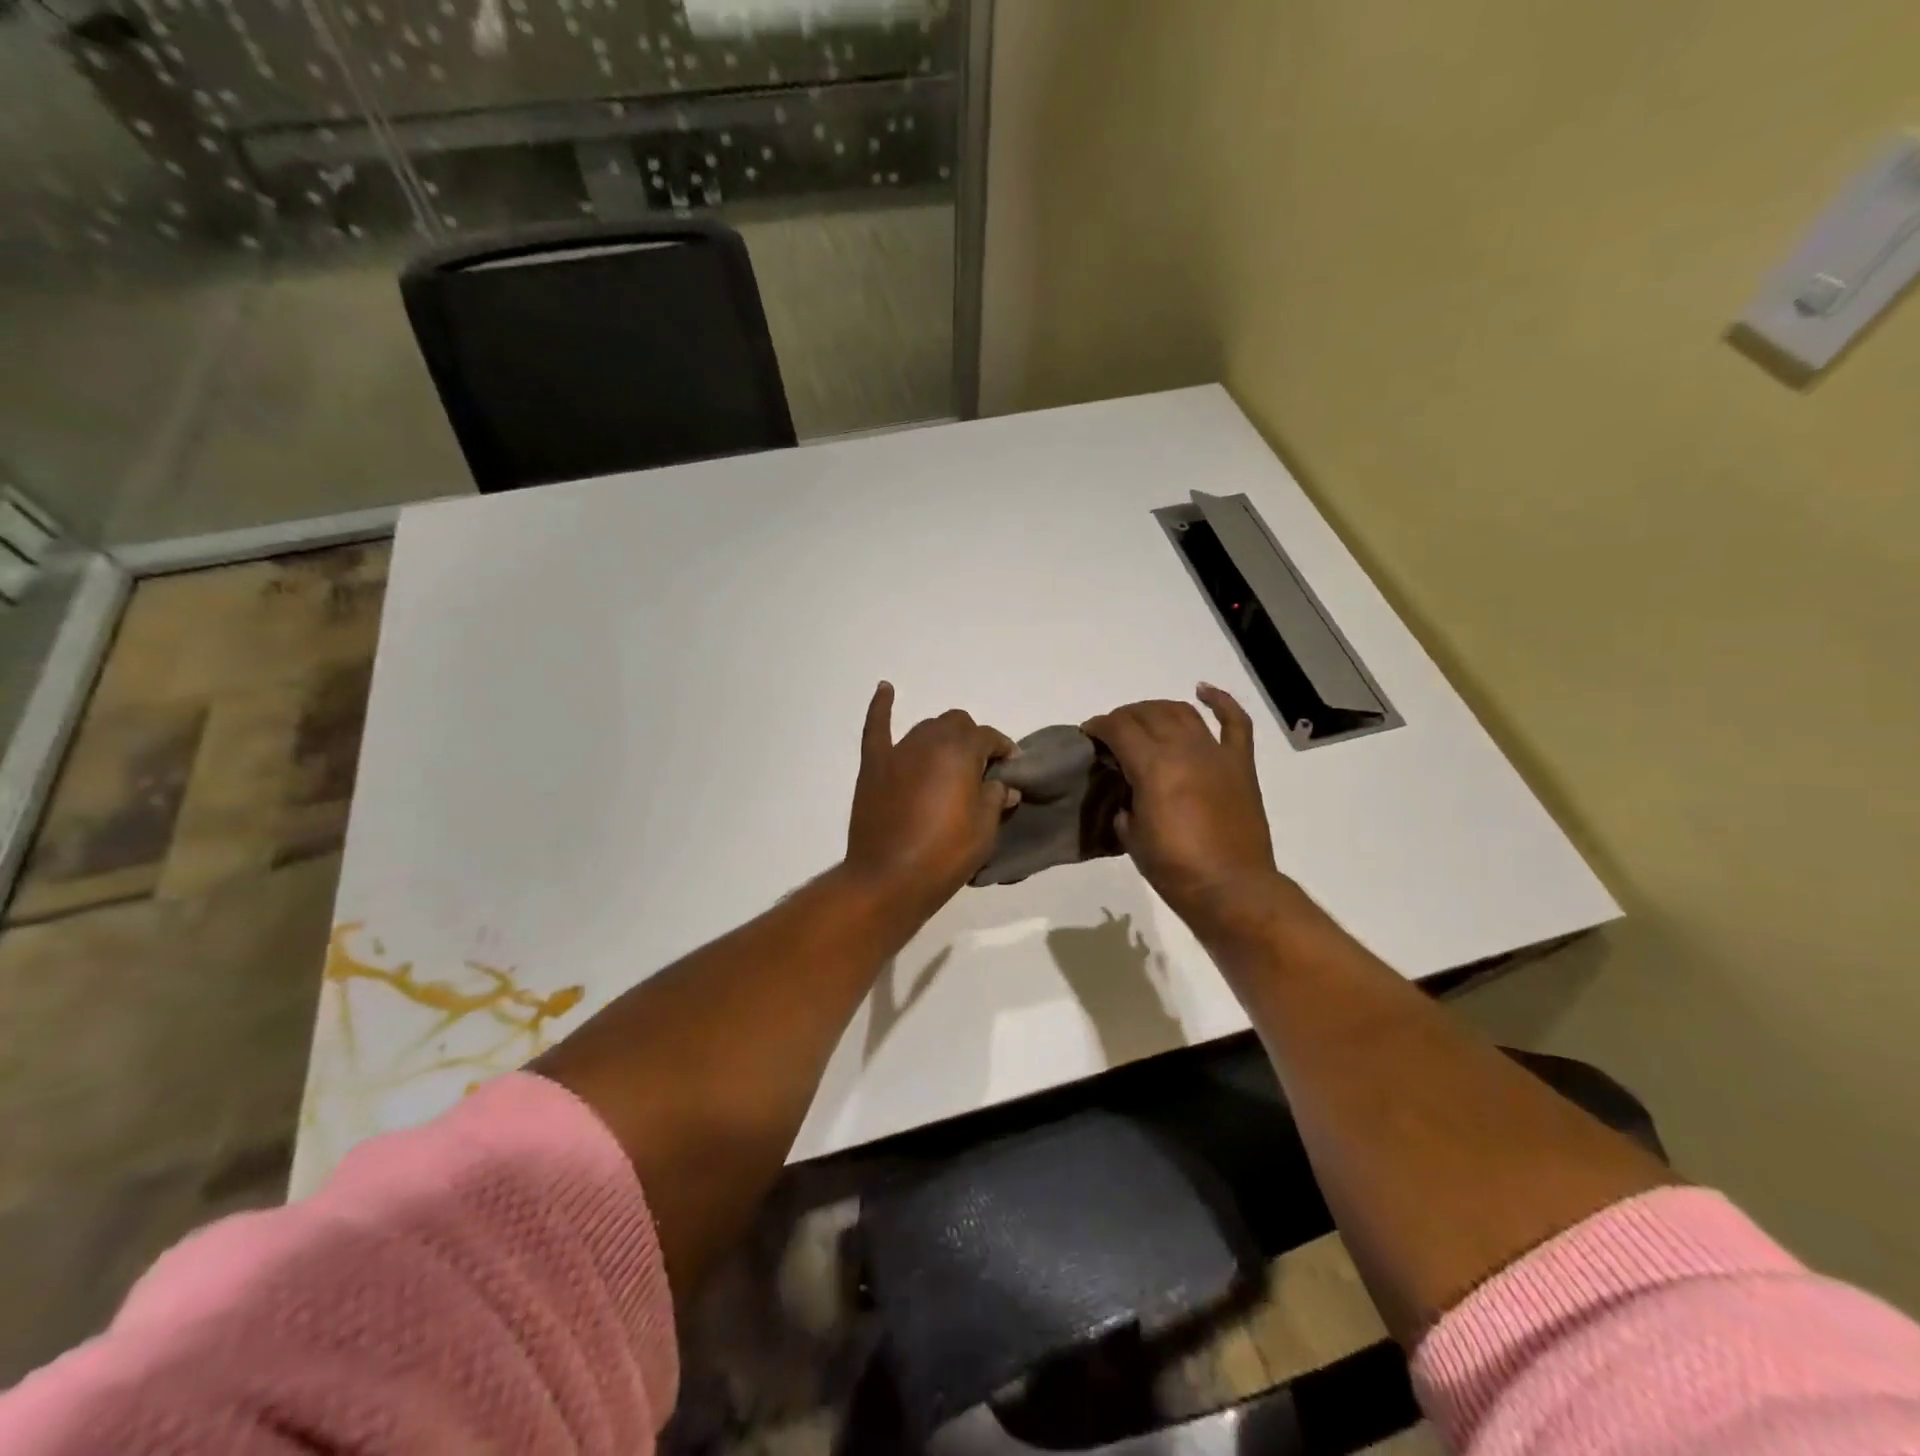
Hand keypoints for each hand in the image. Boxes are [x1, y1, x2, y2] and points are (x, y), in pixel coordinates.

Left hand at [844, 682, 1017, 925]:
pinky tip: (886, 689)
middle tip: (979, 769)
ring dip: (942, 738)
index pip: (988, 738)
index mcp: (960, 752)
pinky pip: (877, 727)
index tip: (1011, 766)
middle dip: (972, 740)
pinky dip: (882, 706)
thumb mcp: (984, 830)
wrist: (888, 879)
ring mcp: (897, 752)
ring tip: (949, 761)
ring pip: (926, 728)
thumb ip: (994, 798)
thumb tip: (1004, 785)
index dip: (1003, 749)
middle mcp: (929, 741)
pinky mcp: (873, 766)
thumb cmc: (944, 855)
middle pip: (956, 724)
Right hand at [1082, 684, 1283, 938]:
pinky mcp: (1240, 764)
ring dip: (1158, 709)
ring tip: (1145, 718)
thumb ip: (1125, 803)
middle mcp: (1183, 749)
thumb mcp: (1131, 836)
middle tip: (1113, 732)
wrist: (1231, 888)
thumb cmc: (1174, 868)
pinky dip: (1221, 701)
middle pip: (1148, 714)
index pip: (1118, 729)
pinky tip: (1203, 690)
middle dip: (1124, 717)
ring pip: (1182, 712)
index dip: (1098, 726)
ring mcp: (1215, 754)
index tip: (1089, 734)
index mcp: (1152, 767)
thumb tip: (1128, 791)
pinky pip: (1235, 722)